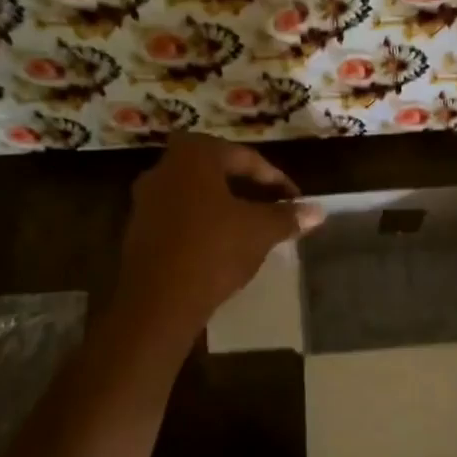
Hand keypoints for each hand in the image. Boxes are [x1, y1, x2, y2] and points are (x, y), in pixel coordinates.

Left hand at [115, 133, 322, 333]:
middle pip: (216, 170)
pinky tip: (222, 245)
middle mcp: (164, 168)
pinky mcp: (138, 229)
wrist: (158, 301)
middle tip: (272, 206)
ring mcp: (146, 199)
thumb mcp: (260, 232)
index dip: (276, 179)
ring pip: (196, 194)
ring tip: (251, 227)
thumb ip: (288, 216)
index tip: (295, 200)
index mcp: (194, 156)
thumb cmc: (214, 251)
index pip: (245, 157)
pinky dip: (203, 223)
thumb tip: (318, 210)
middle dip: (247, 187)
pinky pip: (179, 216)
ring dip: (224, 205)